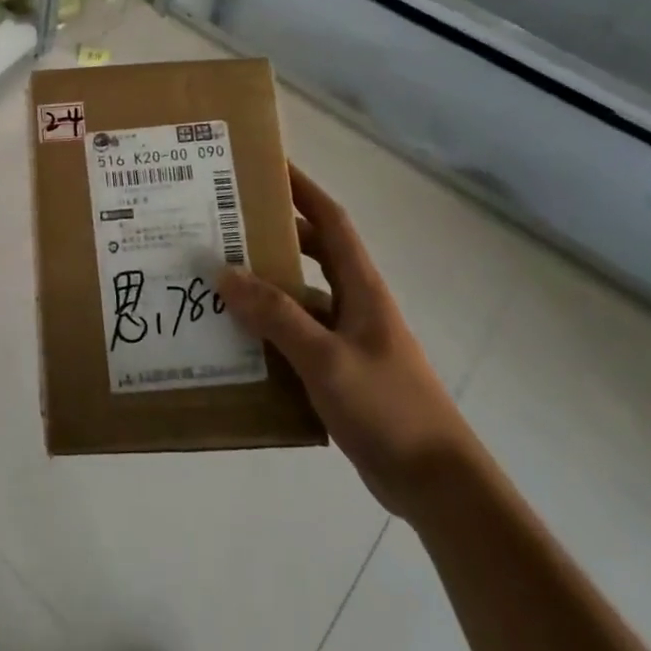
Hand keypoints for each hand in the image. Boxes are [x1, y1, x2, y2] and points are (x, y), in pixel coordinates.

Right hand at [218, 163, 472, 517]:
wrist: (435, 484)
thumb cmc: (388, 408)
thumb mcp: (325, 358)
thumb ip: (275, 315)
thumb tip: (224, 273)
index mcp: (361, 288)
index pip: (331, 221)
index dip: (303, 190)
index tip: (268, 167)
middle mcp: (355, 305)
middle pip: (311, 255)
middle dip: (273, 236)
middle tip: (224, 226)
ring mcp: (348, 340)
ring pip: (299, 299)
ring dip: (264, 289)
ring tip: (215, 282)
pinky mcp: (339, 372)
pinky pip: (296, 339)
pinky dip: (268, 333)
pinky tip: (234, 342)